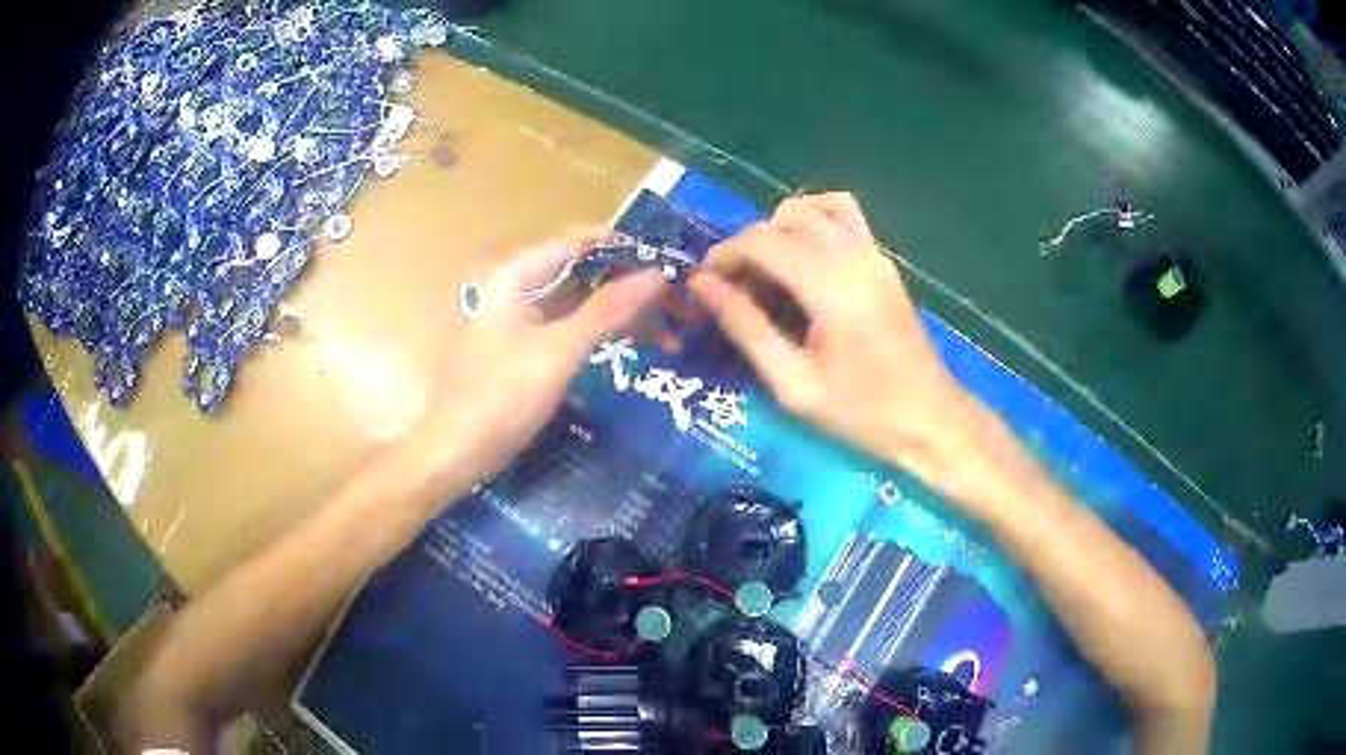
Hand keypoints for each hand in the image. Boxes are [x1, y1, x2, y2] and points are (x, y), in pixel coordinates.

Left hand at [416, 228, 664, 482]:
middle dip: (624, 282)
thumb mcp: (558, 351)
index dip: (623, 247)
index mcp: (514, 276)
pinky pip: (565, 328)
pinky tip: (628, 345)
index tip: (668, 262)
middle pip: (577, 270)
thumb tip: (657, 275)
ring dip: (615, 310)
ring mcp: (516, 320)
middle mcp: (513, 289)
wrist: (454, 453)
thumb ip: (607, 311)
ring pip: (574, 301)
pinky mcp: (521, 350)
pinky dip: (596, 332)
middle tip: (675, 300)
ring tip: (664, 326)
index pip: (577, 241)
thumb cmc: (501, 397)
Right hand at [690, 193, 981, 496]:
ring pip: (814, 207)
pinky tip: (802, 258)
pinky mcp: (884, 260)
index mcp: (832, 288)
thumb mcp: (793, 384)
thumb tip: (703, 286)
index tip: (703, 283)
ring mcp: (875, 253)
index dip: (724, 255)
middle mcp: (855, 257)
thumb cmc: (862, 414)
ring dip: (780, 228)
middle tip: (733, 288)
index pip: (763, 242)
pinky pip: (844, 215)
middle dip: (748, 244)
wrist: (931, 420)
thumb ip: (746, 328)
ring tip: (767, 271)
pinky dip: (814, 221)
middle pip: (785, 219)